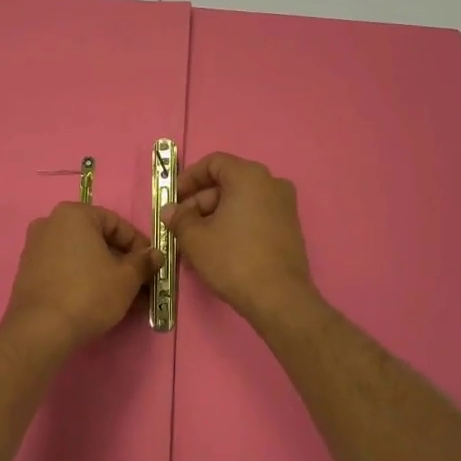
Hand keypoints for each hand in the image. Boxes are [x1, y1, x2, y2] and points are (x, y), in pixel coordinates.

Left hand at [1, 203, 160, 353]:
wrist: (40, 330)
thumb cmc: (88, 294)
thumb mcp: (126, 279)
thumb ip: (143, 262)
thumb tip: (155, 255)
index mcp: (74, 214)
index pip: (117, 224)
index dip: (139, 246)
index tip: (151, 266)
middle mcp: (51, 223)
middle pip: (97, 240)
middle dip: (122, 263)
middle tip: (141, 285)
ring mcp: (36, 247)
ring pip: (82, 257)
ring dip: (105, 274)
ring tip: (125, 299)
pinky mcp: (28, 271)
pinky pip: (64, 269)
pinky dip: (84, 280)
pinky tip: (99, 302)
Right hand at [162, 153, 316, 322]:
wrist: (279, 298)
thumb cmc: (233, 259)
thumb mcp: (195, 238)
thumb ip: (179, 219)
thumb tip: (171, 211)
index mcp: (249, 176)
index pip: (213, 163)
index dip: (189, 178)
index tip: (173, 198)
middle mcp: (271, 183)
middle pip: (227, 183)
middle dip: (199, 203)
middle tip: (180, 226)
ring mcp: (285, 206)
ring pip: (240, 202)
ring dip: (214, 217)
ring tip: (194, 243)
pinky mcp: (290, 228)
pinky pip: (255, 217)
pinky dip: (234, 226)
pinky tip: (217, 250)